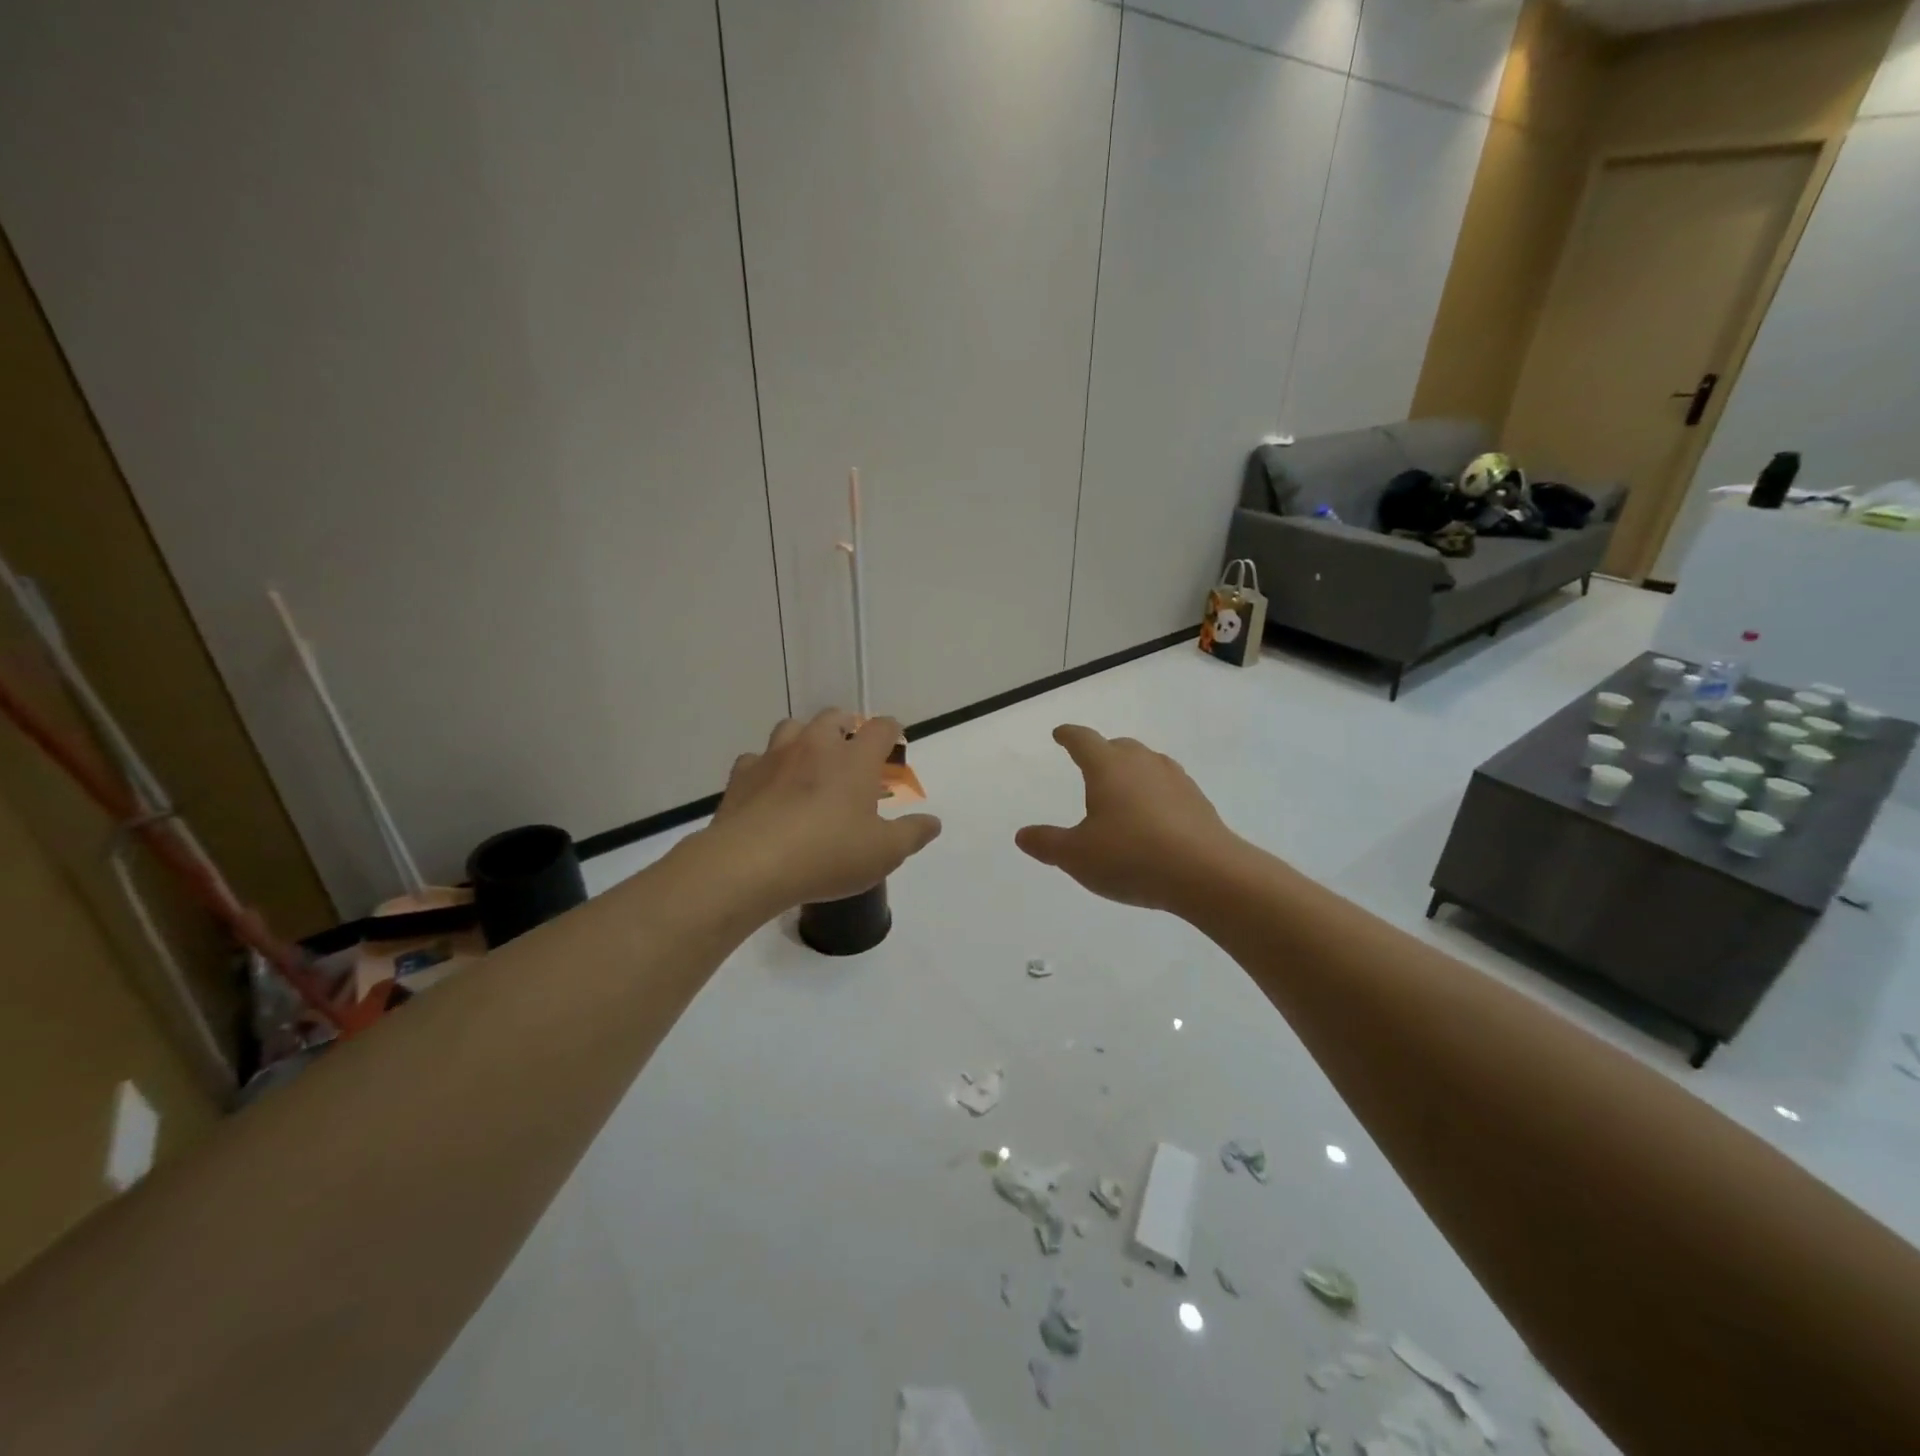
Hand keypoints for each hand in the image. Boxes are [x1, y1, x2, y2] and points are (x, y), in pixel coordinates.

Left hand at [708, 710, 941, 911]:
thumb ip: (912, 834)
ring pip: (792, 728)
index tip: (894, 745)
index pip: (881, 728)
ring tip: (809, 764)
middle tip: (852, 754)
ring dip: (805, 739)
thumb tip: (933, 822)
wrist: (751, 864)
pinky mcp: (742, 775)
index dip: (892, 732)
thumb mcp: (883, 853)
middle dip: (847, 728)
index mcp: (855, 759)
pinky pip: (756, 758)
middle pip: (834, 717)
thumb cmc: (828, 855)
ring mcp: (775, 757)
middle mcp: (815, 746)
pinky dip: (767, 767)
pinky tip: (769, 788)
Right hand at [1015, 725, 1237, 912]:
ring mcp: (1175, 780)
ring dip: (1132, 770)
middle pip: (1119, 747)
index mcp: (1108, 768)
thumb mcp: (1077, 856)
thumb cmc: (1131, 857)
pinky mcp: (1198, 802)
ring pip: (1148, 763)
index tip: (1060, 734)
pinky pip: (1168, 786)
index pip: (1084, 741)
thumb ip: (1047, 843)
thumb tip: (1023, 835)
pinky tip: (1154, 816)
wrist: (1206, 874)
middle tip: (1091, 764)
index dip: (1069, 736)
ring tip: (1123, 789)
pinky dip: (1155, 793)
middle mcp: (1142, 764)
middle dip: (1102, 752)